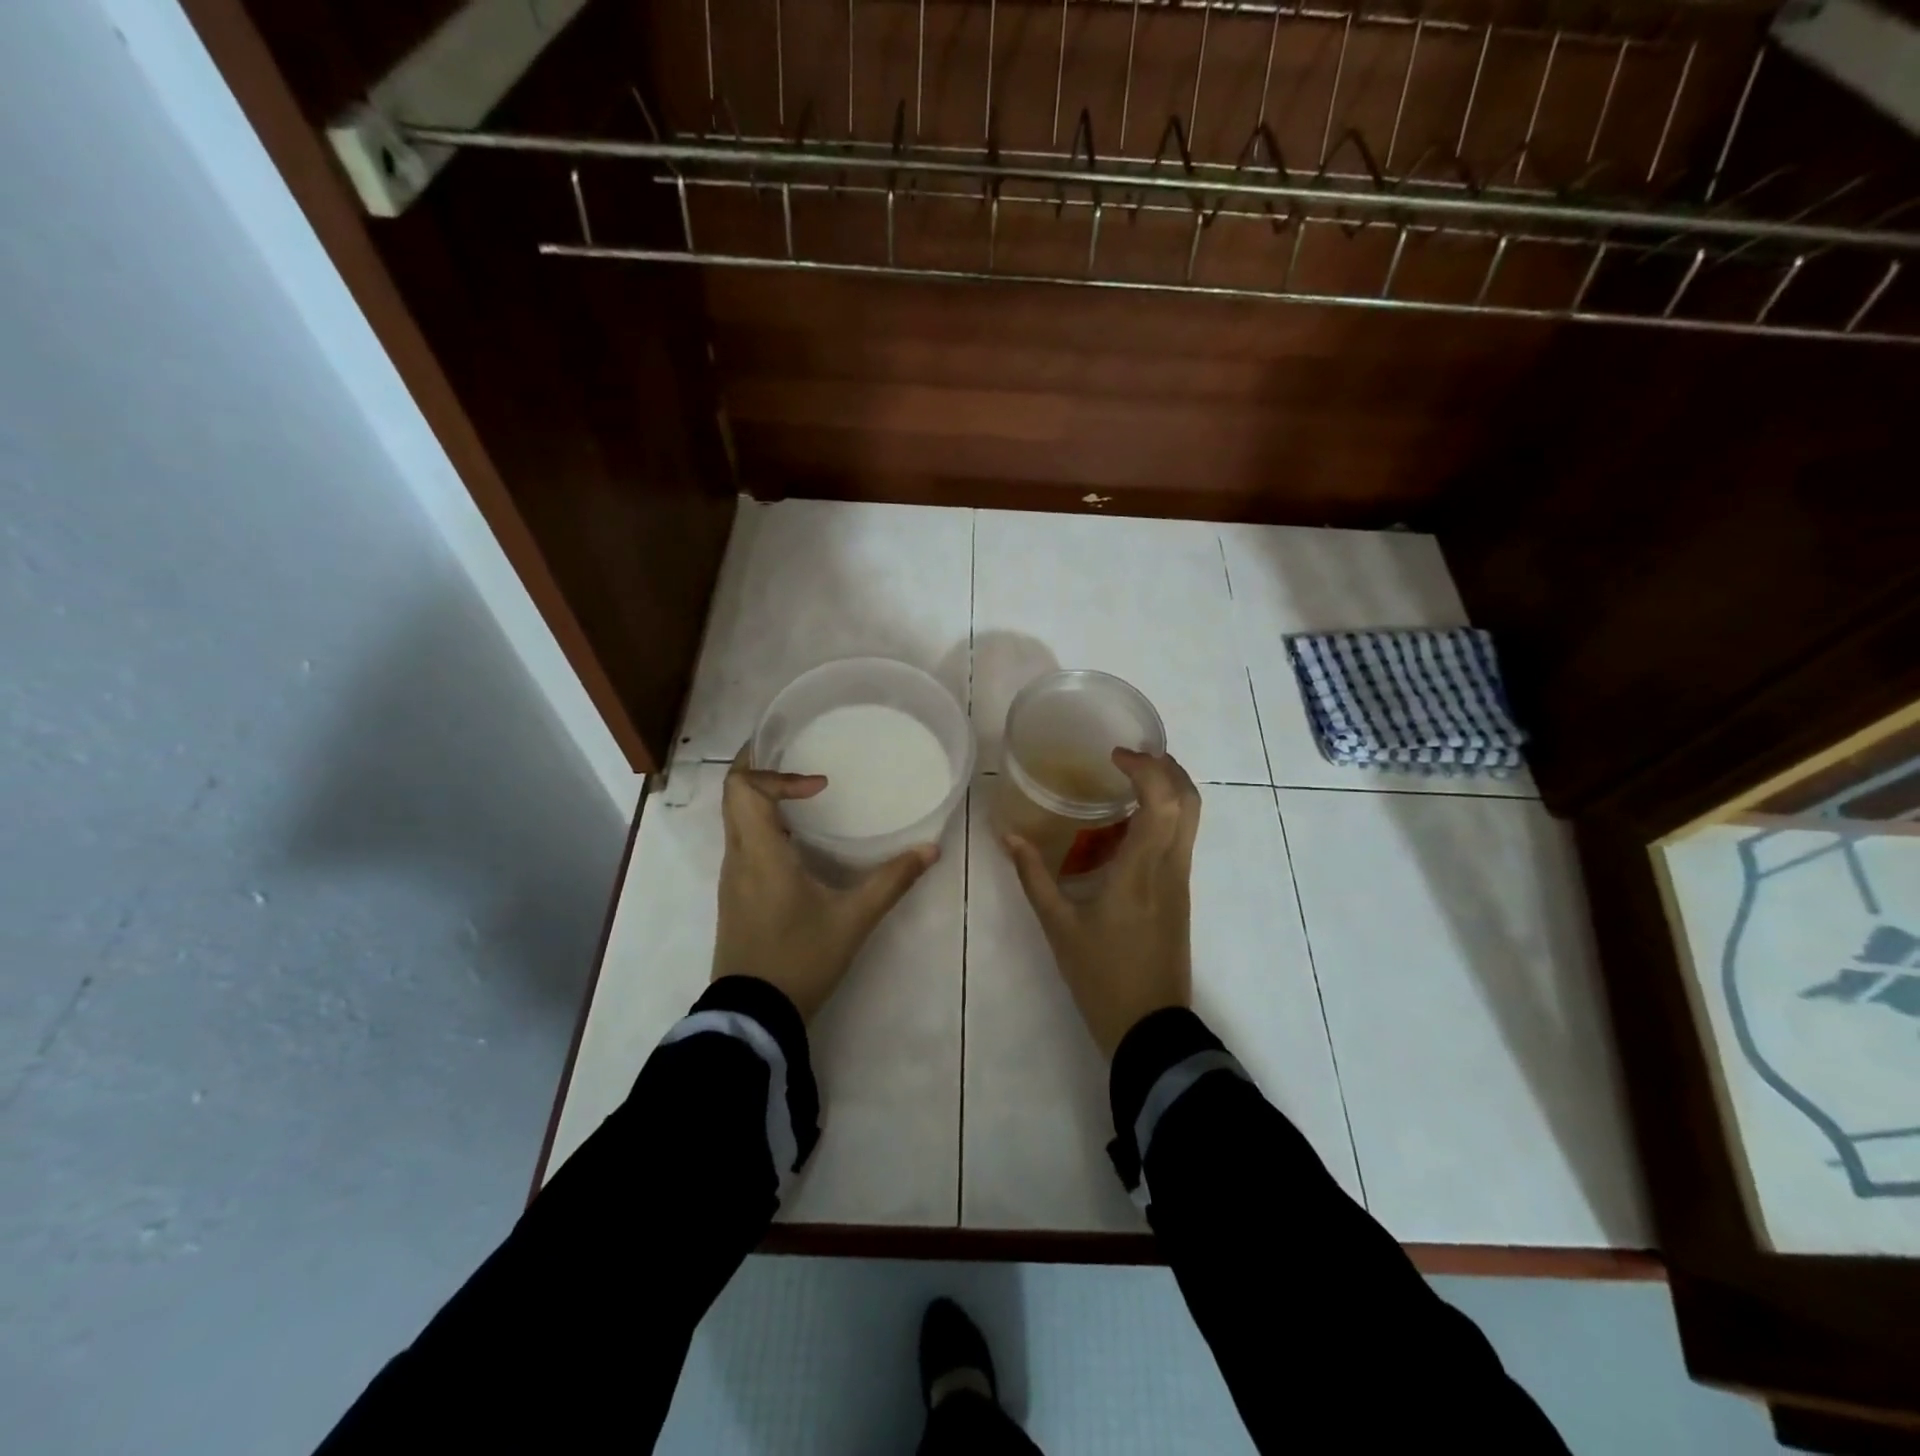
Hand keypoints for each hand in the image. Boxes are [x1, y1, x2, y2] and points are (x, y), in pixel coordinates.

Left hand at [712, 747, 939, 1020]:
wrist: (754, 1016)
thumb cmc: (800, 960)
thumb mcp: (853, 919)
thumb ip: (892, 881)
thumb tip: (930, 849)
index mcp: (760, 853)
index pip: (744, 788)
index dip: (777, 773)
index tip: (820, 785)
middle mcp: (738, 857)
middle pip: (733, 794)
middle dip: (763, 768)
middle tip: (801, 757)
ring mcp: (732, 877)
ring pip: (735, 817)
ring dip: (763, 797)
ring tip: (805, 792)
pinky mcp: (735, 895)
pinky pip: (742, 840)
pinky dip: (763, 822)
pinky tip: (798, 837)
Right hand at [1004, 749, 1200, 1057]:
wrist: (1149, 1027)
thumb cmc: (1102, 976)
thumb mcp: (1058, 926)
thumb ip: (1033, 876)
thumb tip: (1009, 836)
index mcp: (1142, 870)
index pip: (1163, 801)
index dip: (1147, 768)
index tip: (1116, 755)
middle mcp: (1170, 867)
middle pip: (1190, 801)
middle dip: (1167, 767)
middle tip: (1130, 757)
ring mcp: (1180, 881)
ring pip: (1190, 819)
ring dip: (1168, 789)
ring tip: (1127, 781)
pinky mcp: (1180, 895)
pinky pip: (1179, 839)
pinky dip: (1163, 816)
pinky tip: (1125, 826)